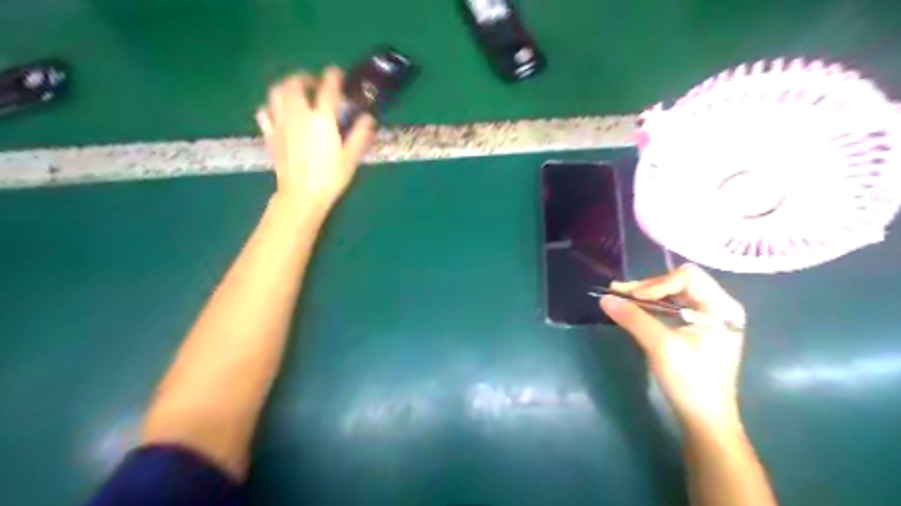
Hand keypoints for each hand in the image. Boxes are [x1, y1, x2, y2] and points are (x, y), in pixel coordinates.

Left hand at [258, 65, 377, 211]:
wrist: (301, 197)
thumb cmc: (330, 178)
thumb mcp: (351, 158)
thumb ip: (360, 135)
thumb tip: (368, 118)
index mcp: (322, 119)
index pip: (328, 88)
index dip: (333, 77)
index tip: (338, 73)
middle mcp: (298, 114)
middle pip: (295, 83)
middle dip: (305, 77)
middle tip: (315, 83)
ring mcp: (281, 123)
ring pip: (276, 92)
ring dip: (286, 86)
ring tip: (296, 91)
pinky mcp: (270, 134)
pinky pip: (265, 111)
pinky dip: (271, 105)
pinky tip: (279, 111)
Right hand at [601, 262, 749, 432]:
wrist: (704, 419)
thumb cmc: (690, 382)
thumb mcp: (661, 347)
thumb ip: (634, 318)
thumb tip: (604, 298)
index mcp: (721, 308)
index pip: (687, 277)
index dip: (658, 284)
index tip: (633, 298)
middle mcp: (717, 306)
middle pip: (679, 281)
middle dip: (647, 287)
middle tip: (618, 293)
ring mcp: (707, 316)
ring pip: (672, 292)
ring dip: (645, 294)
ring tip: (619, 296)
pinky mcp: (695, 326)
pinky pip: (671, 306)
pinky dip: (650, 305)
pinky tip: (631, 307)